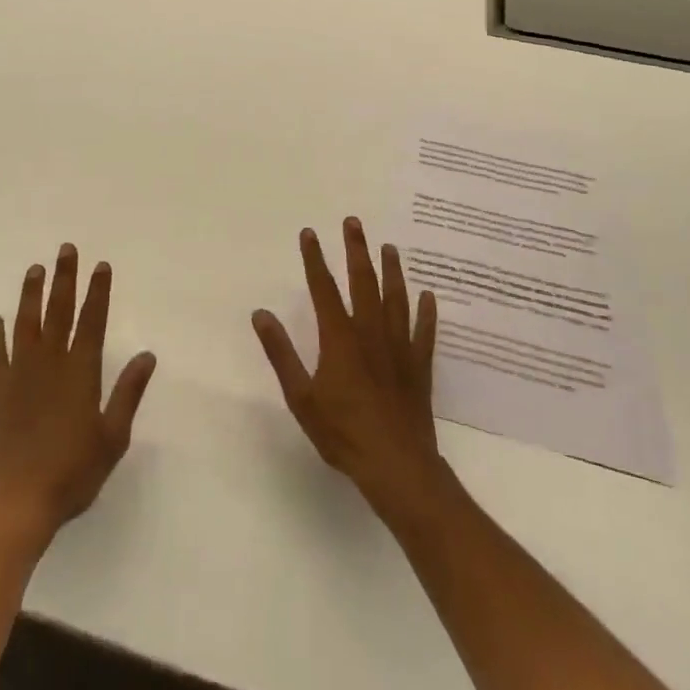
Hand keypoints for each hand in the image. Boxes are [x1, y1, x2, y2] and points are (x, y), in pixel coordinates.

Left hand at [0, 244, 157, 555]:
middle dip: (64, 278)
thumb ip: (128, 392)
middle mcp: (50, 363)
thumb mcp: (112, 437)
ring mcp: (20, 373)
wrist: (15, 501)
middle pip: (59, 311)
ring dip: (31, 294)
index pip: (93, 321)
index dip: (98, 292)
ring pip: (26, 323)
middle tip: (66, 249)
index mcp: (81, 372)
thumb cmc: (71, 473)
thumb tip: (148, 355)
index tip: (101, 265)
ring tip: (34, 268)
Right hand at [252, 218, 442, 517]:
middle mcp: (370, 332)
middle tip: (354, 222)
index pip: (323, 288)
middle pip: (363, 282)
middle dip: (356, 250)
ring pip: (396, 299)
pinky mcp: (419, 367)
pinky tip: (429, 296)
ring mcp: (399, 348)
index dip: (314, 259)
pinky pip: (424, 332)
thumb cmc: (343, 433)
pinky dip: (427, 312)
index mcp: (339, 337)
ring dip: (392, 271)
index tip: (309, 232)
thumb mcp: (301, 396)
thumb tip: (261, 314)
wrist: (397, 466)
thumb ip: (281, 353)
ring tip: (389, 247)